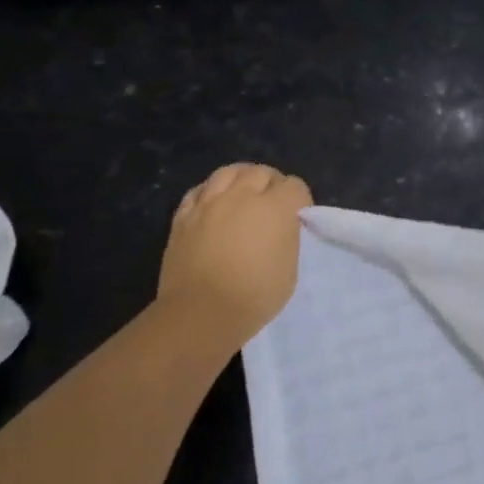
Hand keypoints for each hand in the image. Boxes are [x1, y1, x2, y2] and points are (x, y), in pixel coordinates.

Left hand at [156, 163, 312, 347]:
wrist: (201, 312)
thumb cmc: (255, 296)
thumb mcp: (289, 269)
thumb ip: (287, 238)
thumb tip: (280, 228)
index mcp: (275, 208)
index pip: (294, 186)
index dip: (299, 200)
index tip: (297, 217)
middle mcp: (242, 195)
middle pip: (261, 172)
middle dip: (272, 184)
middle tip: (272, 204)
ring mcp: (209, 202)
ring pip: (229, 172)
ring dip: (241, 179)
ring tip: (243, 194)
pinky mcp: (184, 215)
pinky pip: (199, 190)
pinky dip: (211, 191)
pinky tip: (213, 203)